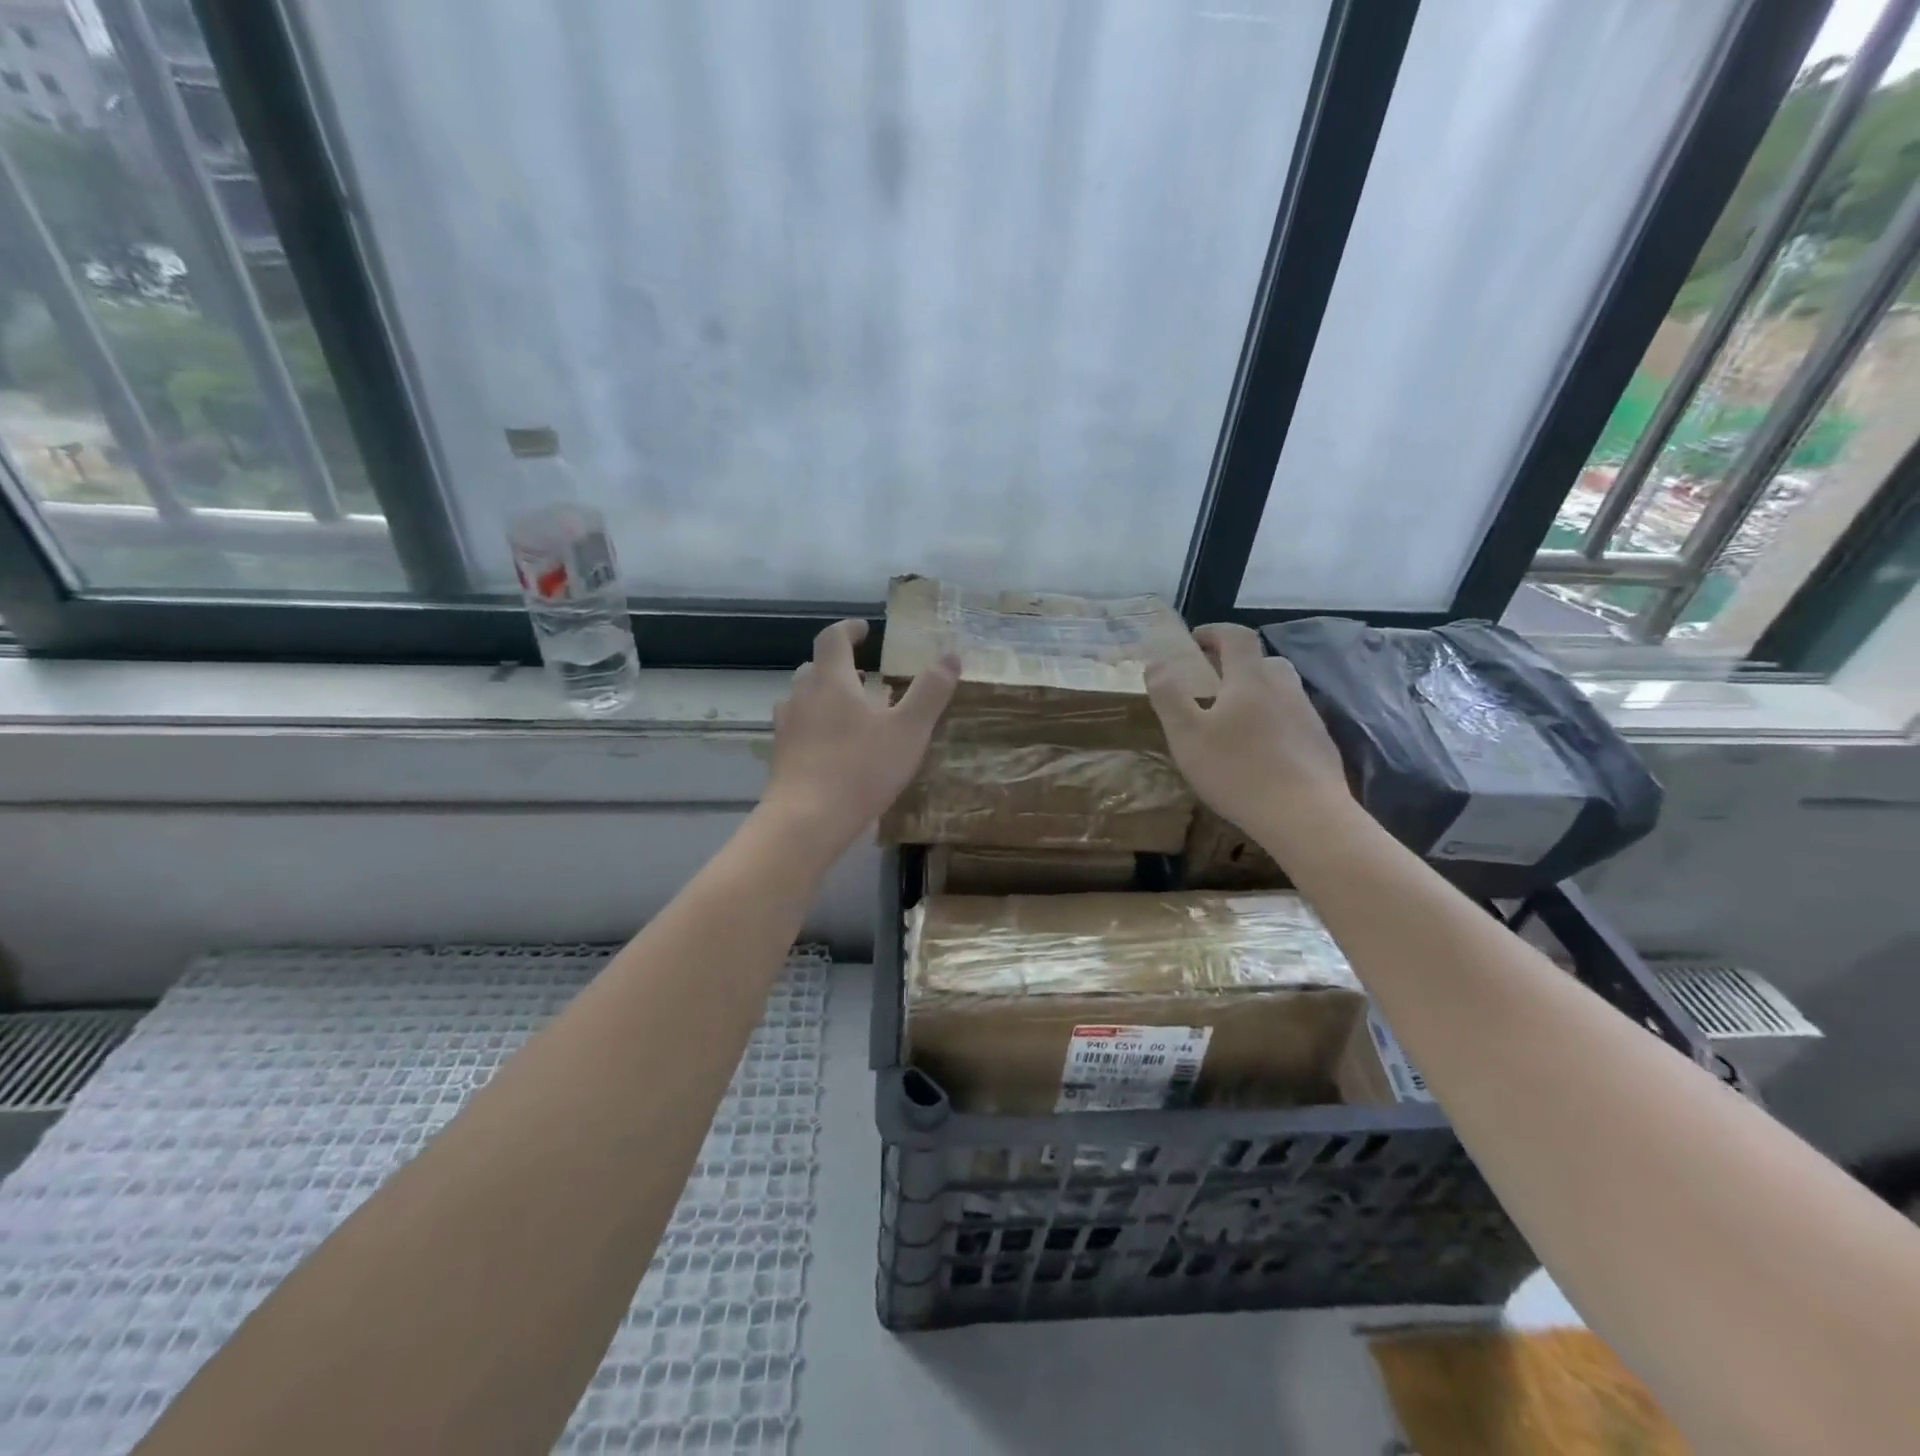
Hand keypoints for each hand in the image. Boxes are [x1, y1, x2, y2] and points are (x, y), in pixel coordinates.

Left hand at [762, 619, 958, 856]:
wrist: (806, 820)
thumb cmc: (861, 769)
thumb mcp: (909, 730)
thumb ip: (930, 691)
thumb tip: (951, 655)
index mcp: (832, 680)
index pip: (833, 638)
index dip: (848, 629)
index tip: (864, 630)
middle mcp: (802, 696)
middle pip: (815, 668)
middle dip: (838, 667)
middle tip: (864, 678)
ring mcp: (786, 726)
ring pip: (803, 699)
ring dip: (825, 697)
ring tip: (851, 714)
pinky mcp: (780, 756)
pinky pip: (798, 728)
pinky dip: (815, 727)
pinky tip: (834, 749)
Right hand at [1144, 622, 1349, 836]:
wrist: (1305, 816)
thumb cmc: (1237, 771)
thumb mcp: (1187, 734)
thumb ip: (1168, 695)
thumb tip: (1155, 662)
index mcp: (1250, 679)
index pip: (1236, 637)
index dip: (1214, 632)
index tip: (1194, 641)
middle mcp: (1284, 688)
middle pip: (1263, 661)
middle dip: (1237, 665)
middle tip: (1213, 685)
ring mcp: (1308, 716)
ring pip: (1281, 691)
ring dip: (1257, 694)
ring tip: (1235, 721)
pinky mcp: (1321, 745)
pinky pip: (1293, 720)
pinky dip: (1274, 723)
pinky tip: (1261, 752)